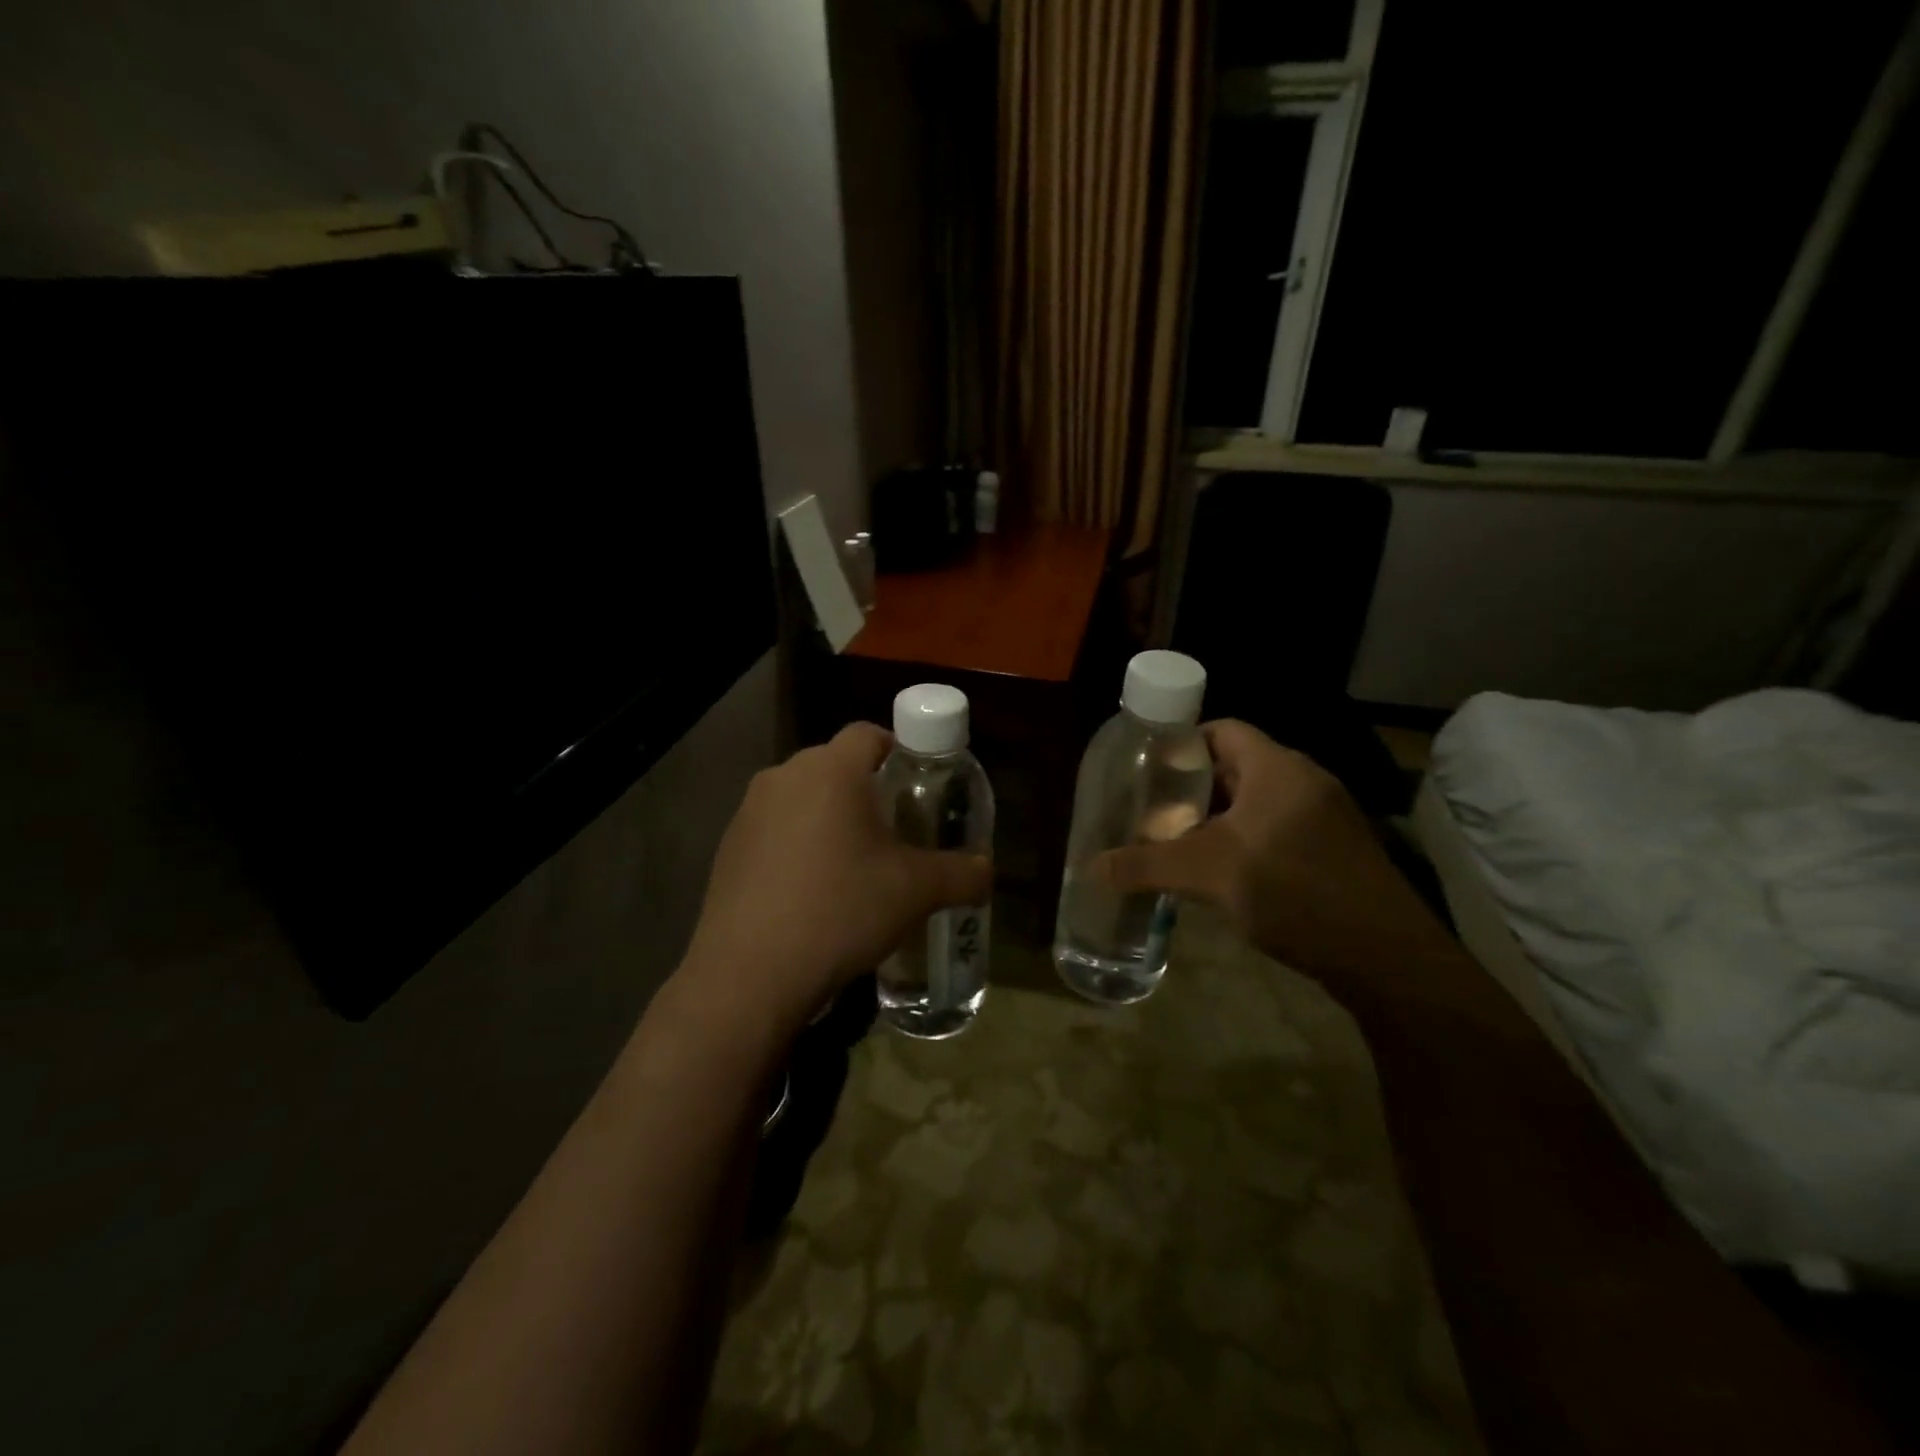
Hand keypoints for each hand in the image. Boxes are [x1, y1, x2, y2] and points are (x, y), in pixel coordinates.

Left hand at [677, 723, 991, 1034]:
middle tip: (893, 828)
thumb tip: (986, 870)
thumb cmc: (842, 911)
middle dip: (865, 788)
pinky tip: (810, 890)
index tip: (916, 783)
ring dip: (828, 816)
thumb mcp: (915, 892)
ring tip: (852, 862)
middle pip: (834, 764)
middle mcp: (784, 777)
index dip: (898, 749)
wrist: (750, 974)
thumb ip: (961, 874)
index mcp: (831, 771)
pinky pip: (773, 828)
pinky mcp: (727, 847)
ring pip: (801, 797)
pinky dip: (795, 844)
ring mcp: (748, 811)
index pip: (869, 733)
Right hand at [1097, 720, 1446, 985]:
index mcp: (1277, 767)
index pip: (1221, 730)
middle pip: (1235, 767)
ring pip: (1255, 803)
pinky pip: (1276, 830)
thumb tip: (1090, 868)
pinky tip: (1219, 874)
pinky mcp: (1334, 851)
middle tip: (1151, 811)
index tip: (1146, 771)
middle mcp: (1304, 781)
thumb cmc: (1292, 890)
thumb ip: (1146, 866)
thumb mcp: (1208, 874)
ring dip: (1216, 819)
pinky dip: (1243, 841)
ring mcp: (1324, 817)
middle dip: (1191, 789)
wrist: (1384, 956)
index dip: (1181, 744)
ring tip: (1175, 842)